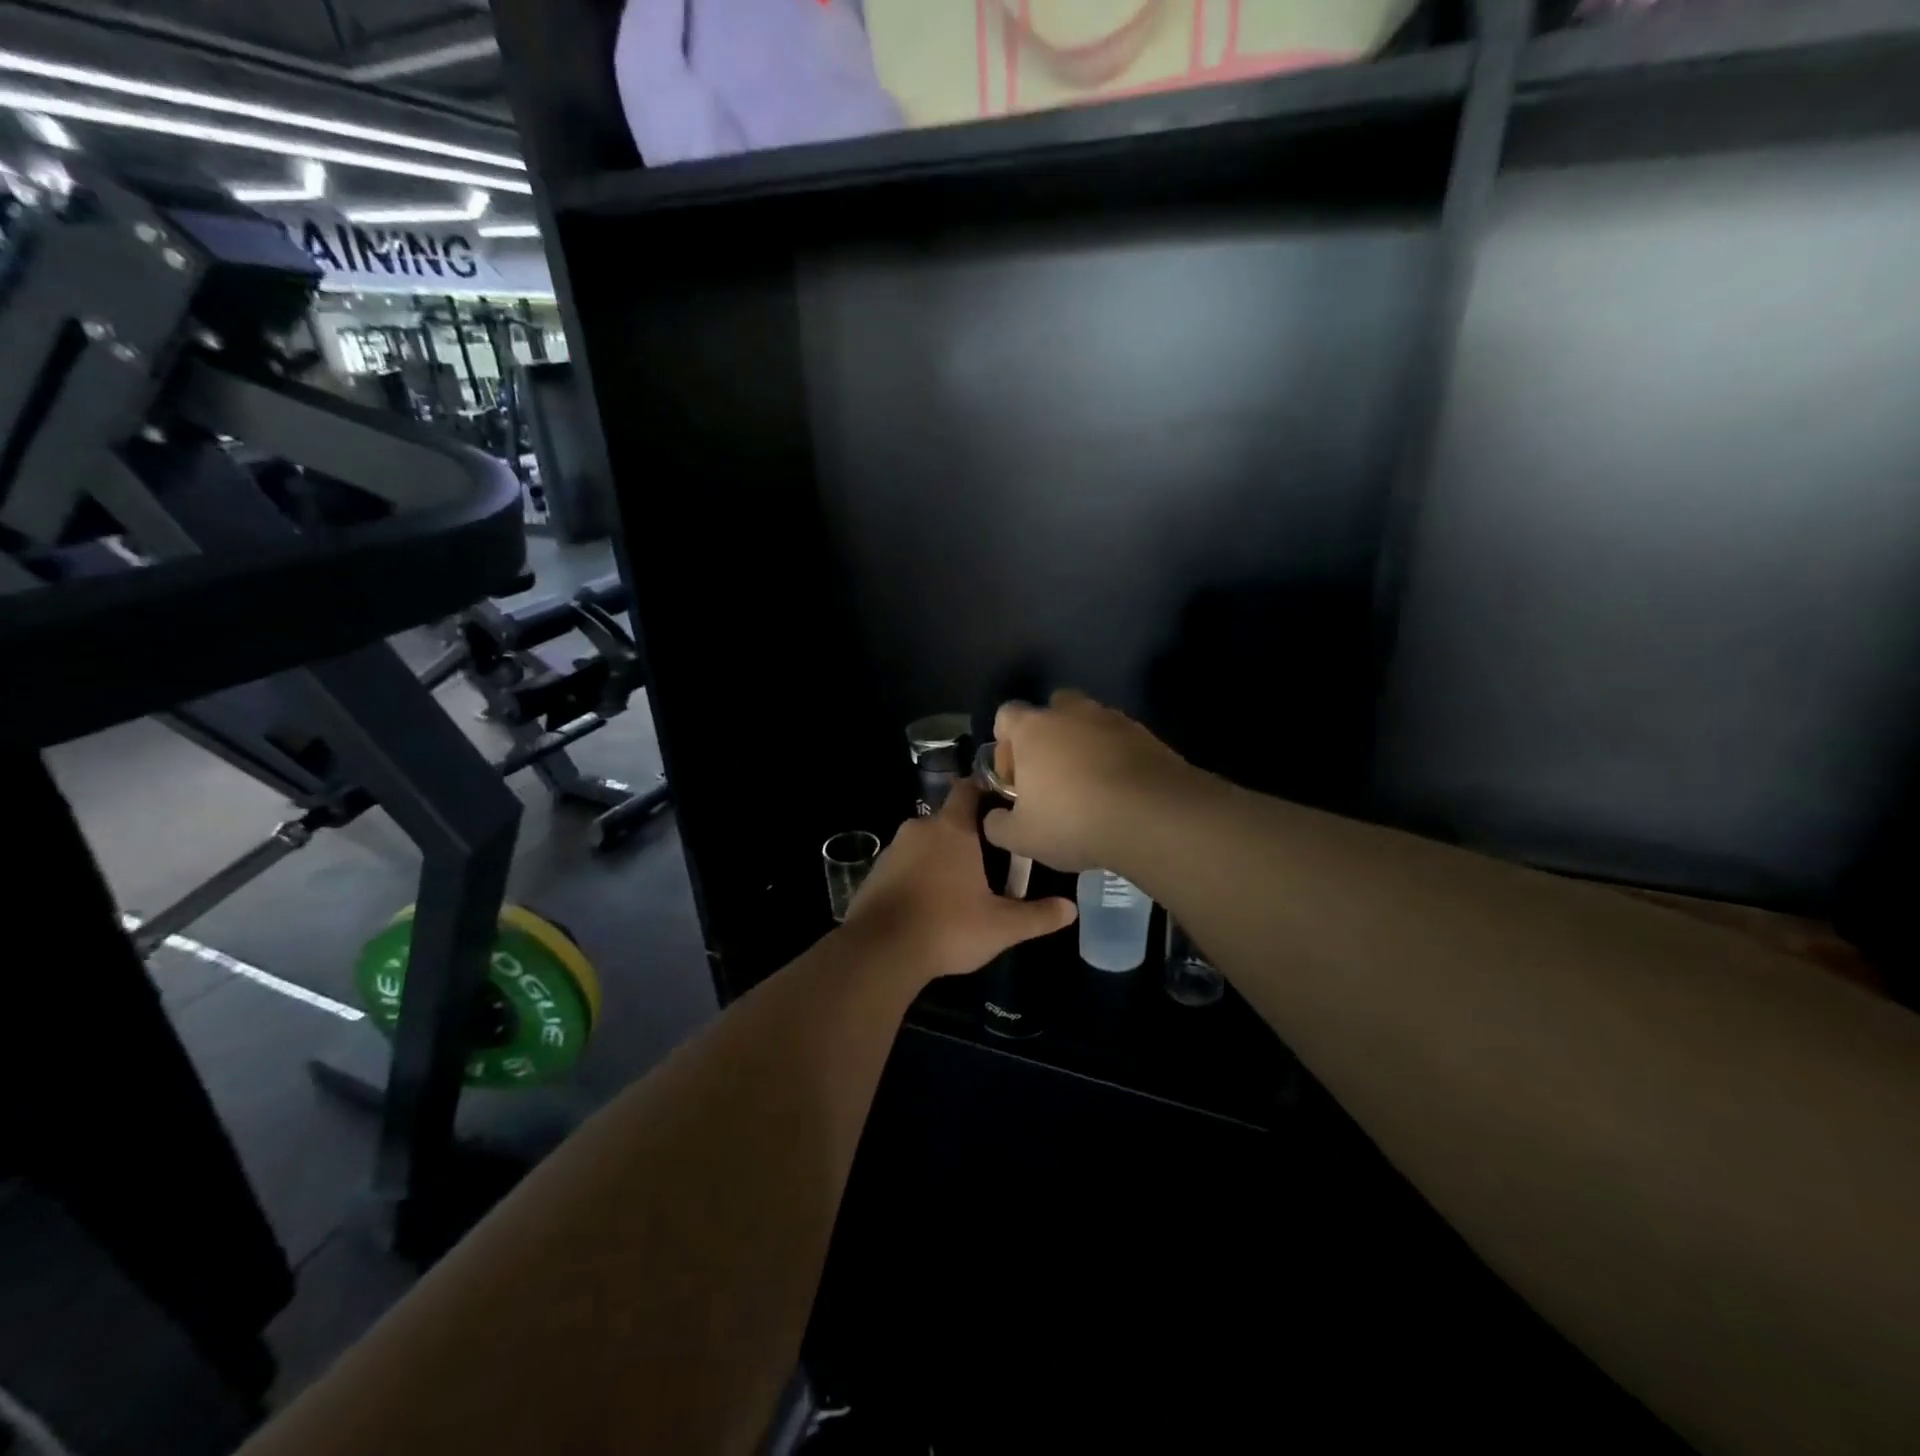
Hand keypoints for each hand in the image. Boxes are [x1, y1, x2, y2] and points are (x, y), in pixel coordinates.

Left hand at [843, 778, 1075, 982]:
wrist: (879, 952)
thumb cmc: (947, 928)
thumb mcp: (1001, 927)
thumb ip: (1038, 915)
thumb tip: (1071, 908)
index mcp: (952, 829)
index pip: (969, 789)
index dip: (986, 791)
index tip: (1004, 806)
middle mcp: (920, 829)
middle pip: (949, 819)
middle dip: (969, 834)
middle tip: (992, 859)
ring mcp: (893, 850)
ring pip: (925, 842)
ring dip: (942, 856)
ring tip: (962, 884)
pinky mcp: (875, 873)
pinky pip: (905, 864)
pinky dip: (918, 874)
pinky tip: (930, 902)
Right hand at [982, 690, 1197, 873]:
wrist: (1152, 816)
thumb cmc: (1073, 821)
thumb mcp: (1022, 837)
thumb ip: (998, 825)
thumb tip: (993, 819)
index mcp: (1033, 729)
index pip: (1006, 715)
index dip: (1005, 744)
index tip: (1014, 777)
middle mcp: (1071, 713)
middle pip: (1052, 709)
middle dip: (1048, 736)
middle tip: (1051, 776)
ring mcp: (1113, 719)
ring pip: (1090, 722)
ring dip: (1085, 745)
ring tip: (1090, 786)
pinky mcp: (1147, 735)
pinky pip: (1121, 740)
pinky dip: (1116, 758)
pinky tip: (1120, 792)